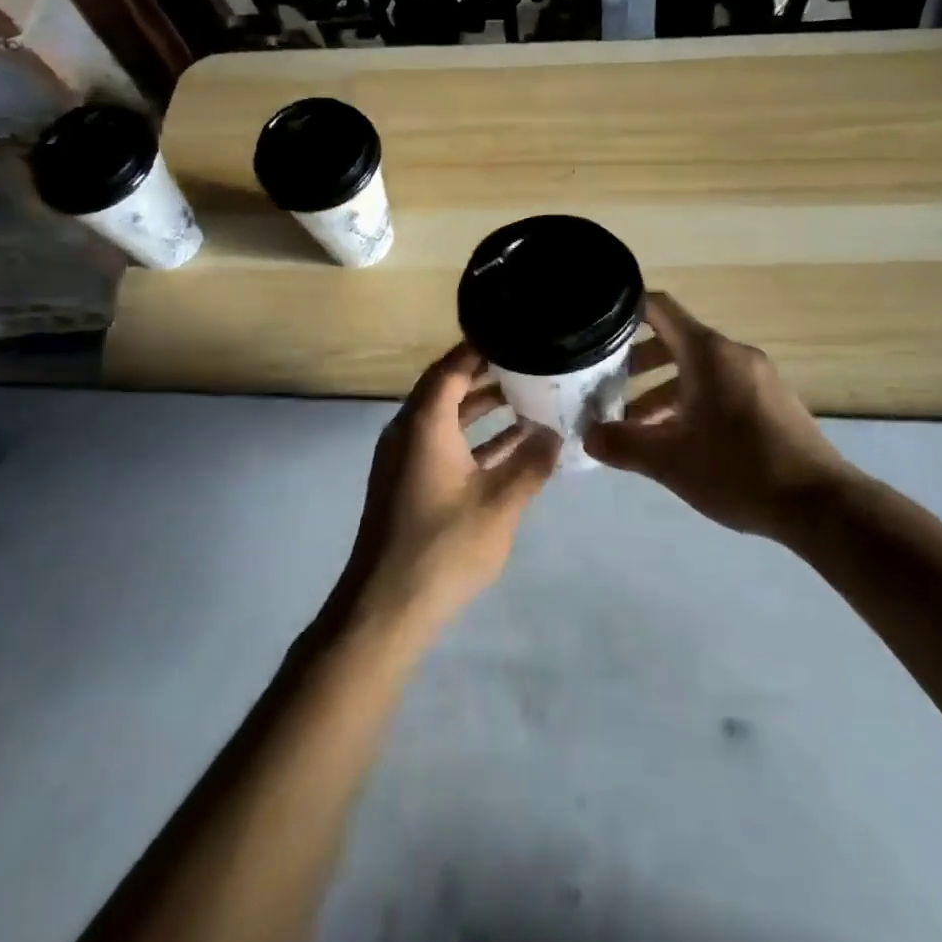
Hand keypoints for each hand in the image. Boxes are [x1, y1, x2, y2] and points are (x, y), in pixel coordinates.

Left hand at [340, 343, 559, 642]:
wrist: (385, 608)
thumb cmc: (443, 547)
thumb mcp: (500, 503)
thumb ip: (531, 463)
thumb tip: (555, 433)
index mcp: (424, 423)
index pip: (452, 367)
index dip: (480, 347)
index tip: (514, 333)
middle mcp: (409, 431)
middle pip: (447, 388)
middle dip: (487, 374)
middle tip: (529, 361)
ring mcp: (405, 459)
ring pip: (446, 419)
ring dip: (482, 409)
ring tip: (528, 396)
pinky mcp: (408, 484)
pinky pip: (443, 444)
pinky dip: (473, 439)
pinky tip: (511, 446)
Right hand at [584, 292, 853, 537]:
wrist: (821, 504)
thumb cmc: (739, 470)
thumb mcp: (671, 461)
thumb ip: (624, 445)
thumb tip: (588, 437)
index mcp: (708, 353)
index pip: (659, 309)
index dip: (626, 308)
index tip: (598, 323)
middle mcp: (733, 354)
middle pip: (676, 341)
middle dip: (638, 362)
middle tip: (607, 384)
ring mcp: (758, 377)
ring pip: (699, 369)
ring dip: (664, 388)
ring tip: (637, 423)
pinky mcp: (773, 402)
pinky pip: (722, 387)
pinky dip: (693, 400)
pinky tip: (680, 439)